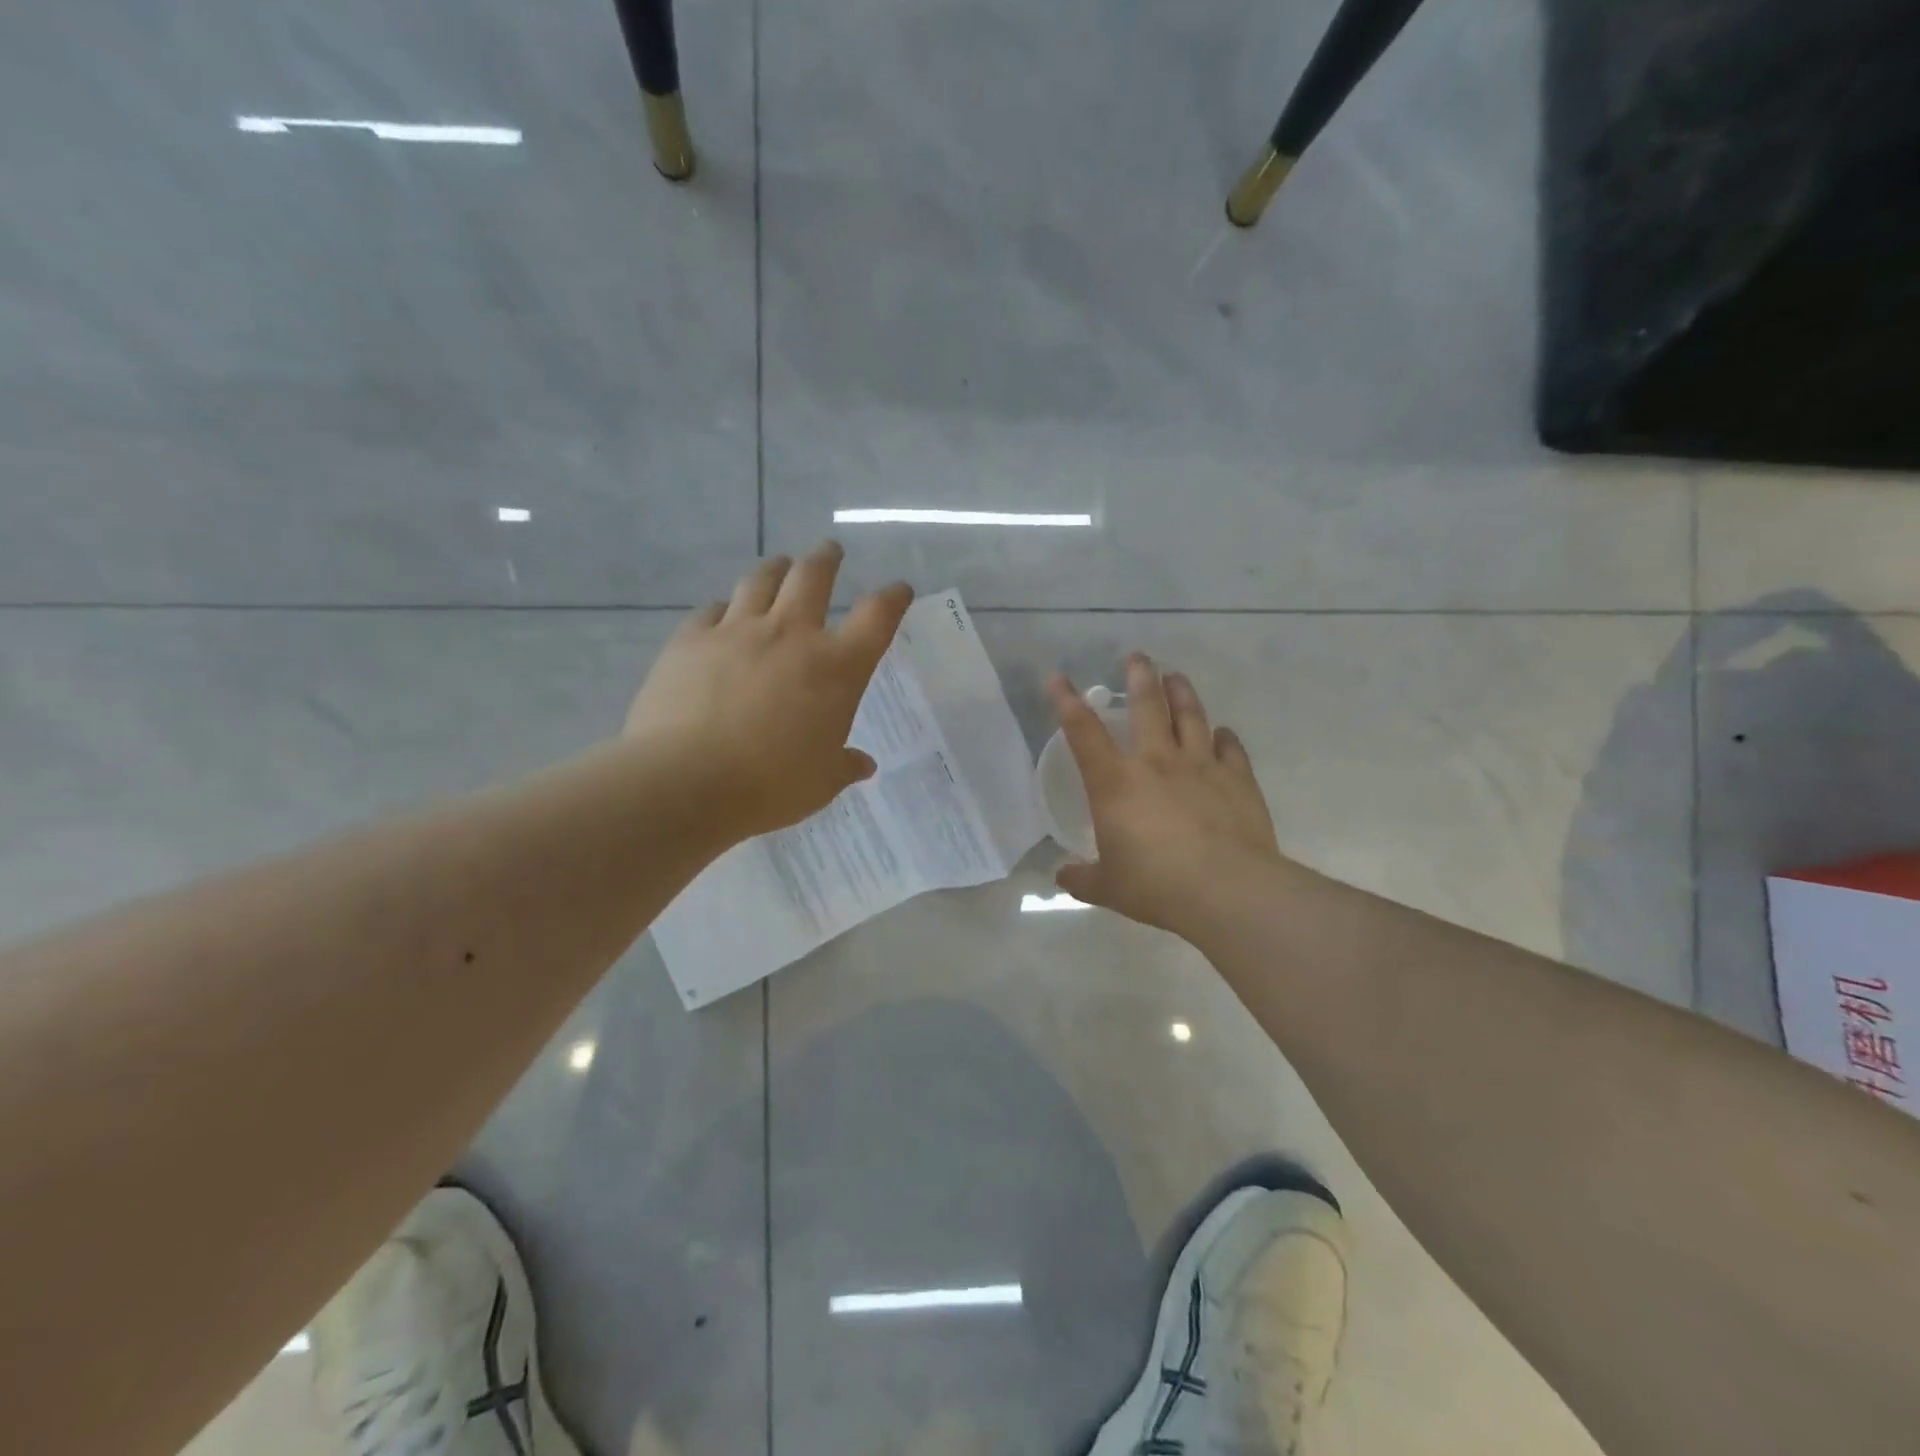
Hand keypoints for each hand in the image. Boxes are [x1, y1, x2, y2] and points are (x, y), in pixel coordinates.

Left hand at [626, 543, 912, 842]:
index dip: (893, 599)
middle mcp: (790, 635)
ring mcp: (737, 631)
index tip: (899, 590)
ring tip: (780, 566)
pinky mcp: (691, 639)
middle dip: (826, 559)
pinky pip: (712, 611)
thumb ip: (845, 766)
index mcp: (836, 668)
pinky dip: (724, 609)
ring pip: (761, 580)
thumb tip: (863, 764)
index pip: (877, 618)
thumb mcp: (821, 783)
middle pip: (814, 576)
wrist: (685, 782)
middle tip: (830, 551)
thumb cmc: (769, 786)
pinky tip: (722, 615)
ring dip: (776, 569)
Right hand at [1048, 654, 1283, 937]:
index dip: (1066, 702)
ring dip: (1182, 691)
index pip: (1082, 732)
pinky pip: (1231, 748)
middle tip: (1137, 657)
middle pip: (1146, 705)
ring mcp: (1201, 765)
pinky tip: (1223, 733)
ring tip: (1176, 675)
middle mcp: (1156, 762)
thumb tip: (1062, 876)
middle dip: (1139, 676)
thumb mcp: (1108, 887)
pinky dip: (1225, 737)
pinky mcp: (1238, 779)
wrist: (1227, 890)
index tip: (1057, 677)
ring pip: (1191, 715)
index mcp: (1115, 783)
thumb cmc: (1156, 885)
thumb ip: (1082, 878)